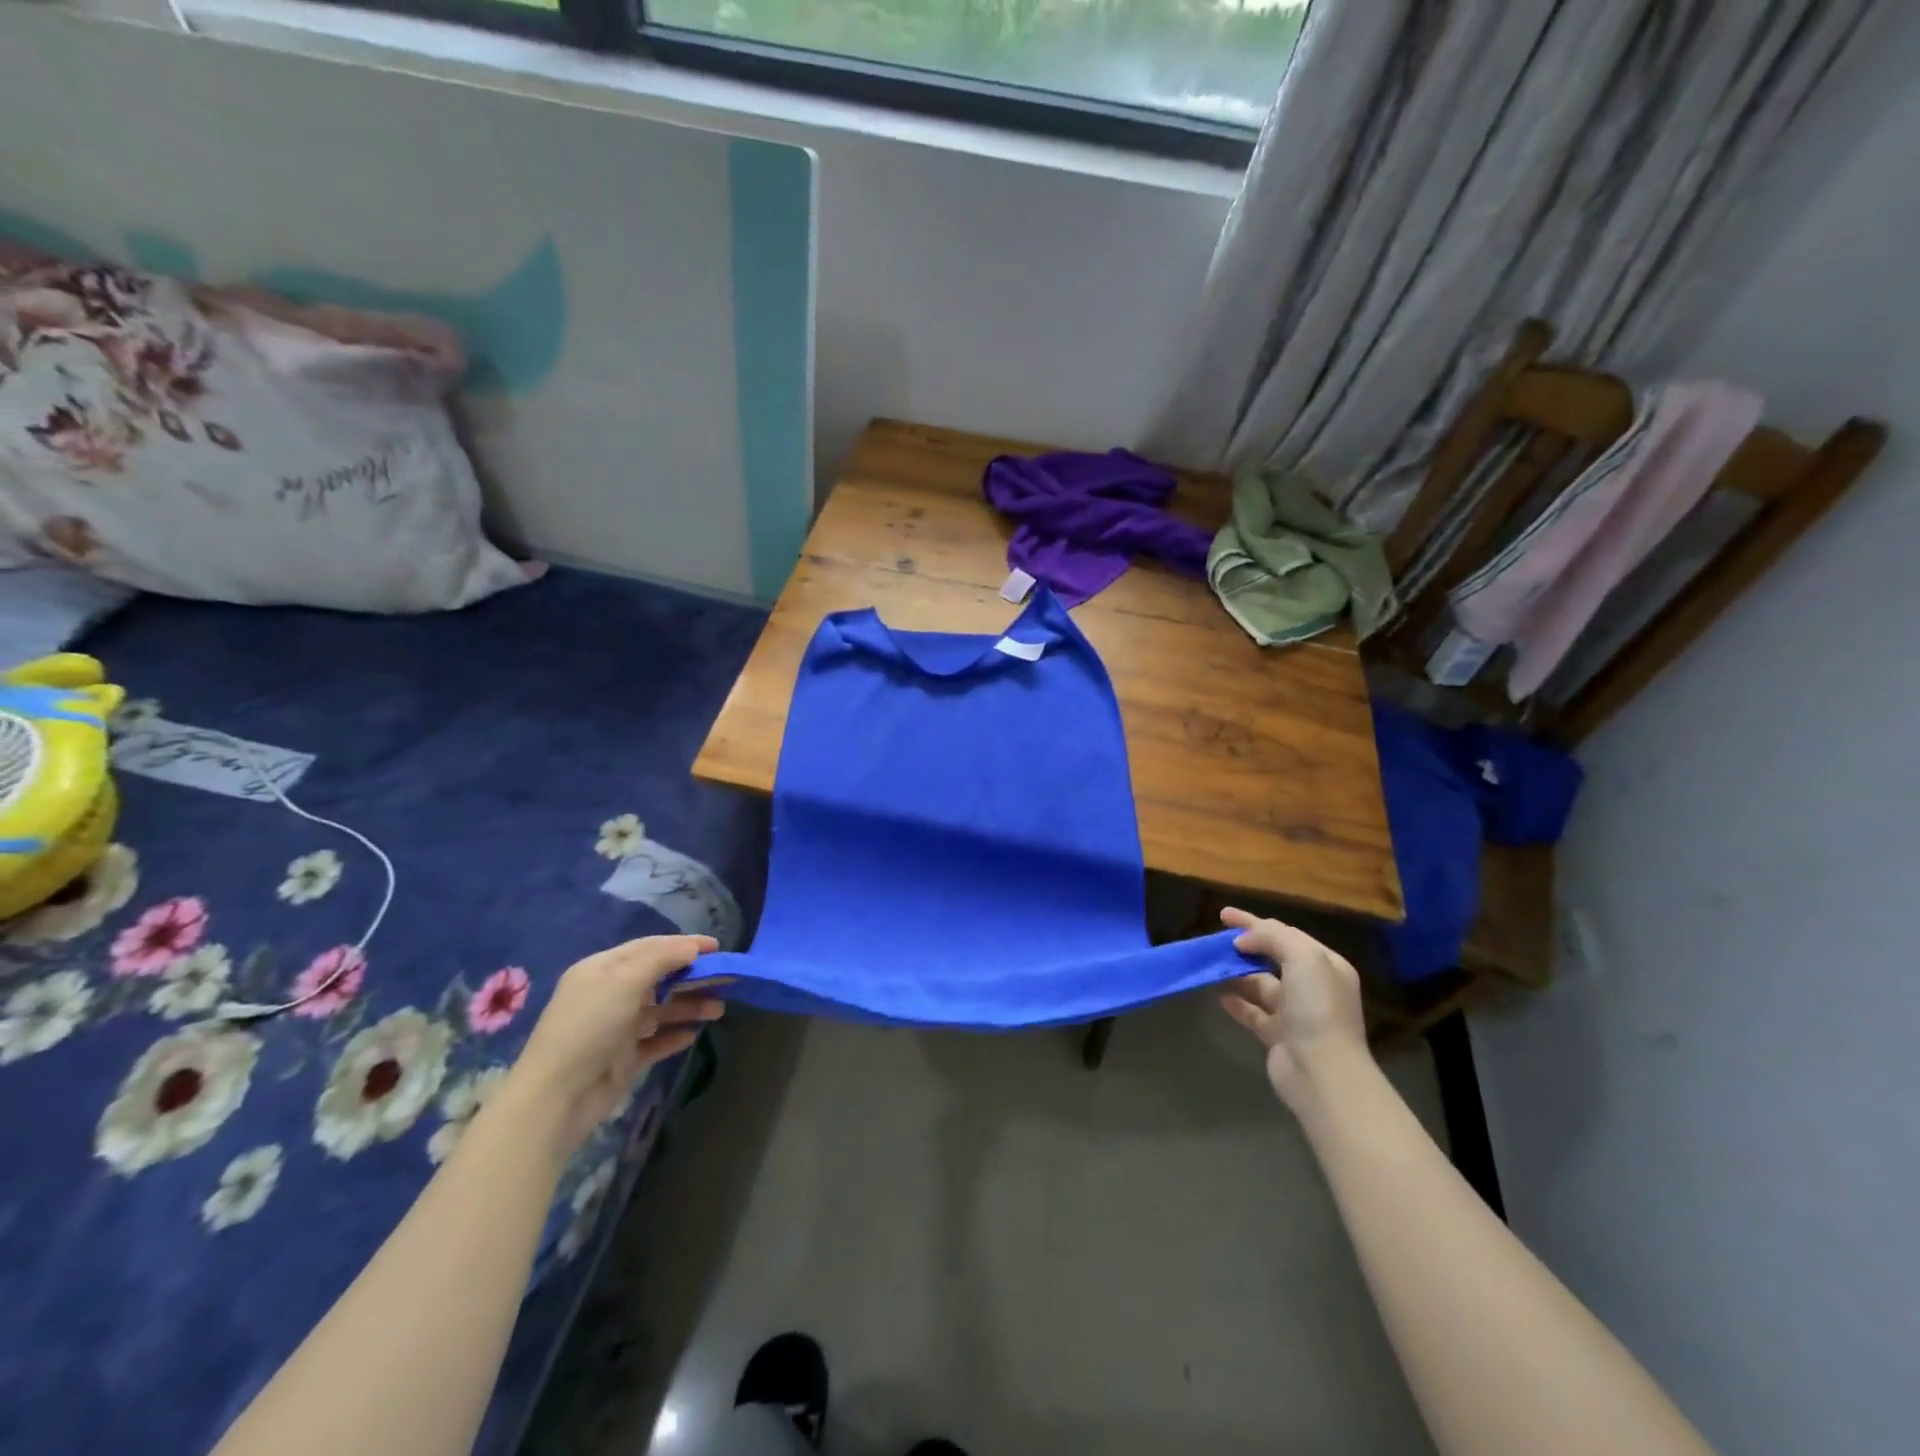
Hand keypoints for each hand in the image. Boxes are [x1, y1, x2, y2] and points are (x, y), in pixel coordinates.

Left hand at [503, 935, 725, 1152]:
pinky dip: (674, 1035)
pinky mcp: (623, 1058)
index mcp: (603, 970)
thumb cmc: (590, 1026)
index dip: (684, 944)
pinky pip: (655, 1040)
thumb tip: (692, 947)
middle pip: (659, 978)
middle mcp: (609, 995)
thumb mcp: (625, 981)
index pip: (649, 948)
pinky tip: (693, 1035)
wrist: (558, 1096)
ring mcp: (616, 1028)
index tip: (717, 947)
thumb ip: (662, 958)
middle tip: (725, 978)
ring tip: (719, 1009)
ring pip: (661, 1010)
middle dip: (691, 977)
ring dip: (689, 1006)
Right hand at [1217, 907, 1368, 1112]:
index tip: (1224, 915)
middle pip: (1273, 957)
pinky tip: (1218, 994)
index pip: (1287, 934)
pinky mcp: (1278, 1036)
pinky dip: (1236, 1001)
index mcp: (1326, 965)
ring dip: (1238, 974)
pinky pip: (1253, 1012)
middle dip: (1246, 947)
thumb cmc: (1317, 1008)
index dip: (1255, 922)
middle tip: (1217, 940)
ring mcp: (1296, 1013)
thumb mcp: (1303, 958)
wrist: (1322, 1072)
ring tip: (1213, 965)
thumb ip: (1273, 938)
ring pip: (1261, 984)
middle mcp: (1313, 987)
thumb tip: (1244, 940)